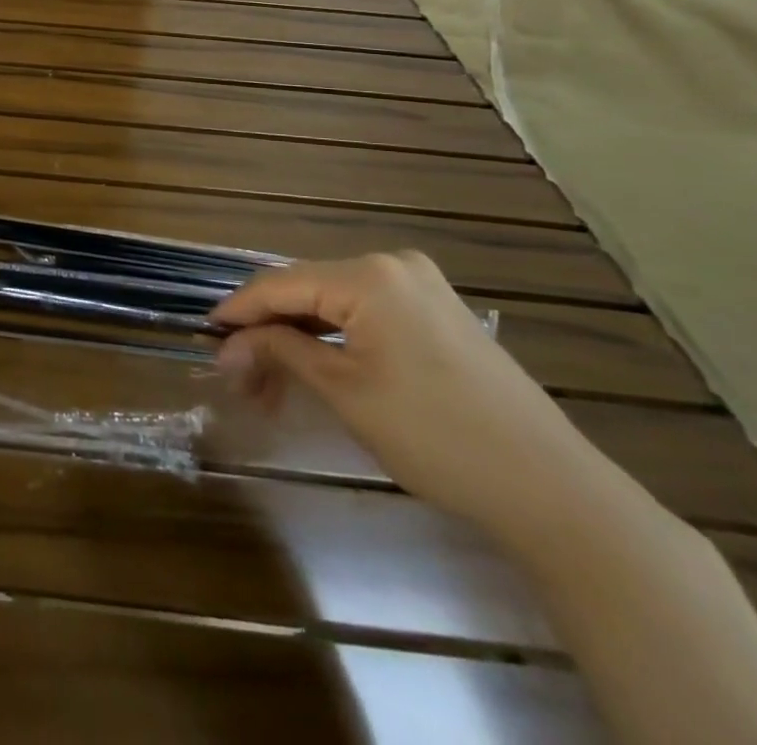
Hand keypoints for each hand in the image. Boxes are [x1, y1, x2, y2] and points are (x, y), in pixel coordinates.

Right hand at [211, 251, 604, 540]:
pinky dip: (332, 343)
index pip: (279, 284)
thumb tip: (225, 346)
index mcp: (369, 275)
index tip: (203, 337)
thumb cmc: (437, 436)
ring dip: (297, 342)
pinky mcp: (436, 313)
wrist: (553, 491)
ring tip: (269, 389)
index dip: (236, 311)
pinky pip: (364, 316)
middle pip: (305, 292)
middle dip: (266, 334)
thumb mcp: (344, 392)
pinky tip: (313, 372)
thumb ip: (279, 353)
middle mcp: (392, 265)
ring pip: (332, 306)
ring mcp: (419, 287)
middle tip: (238, 380)